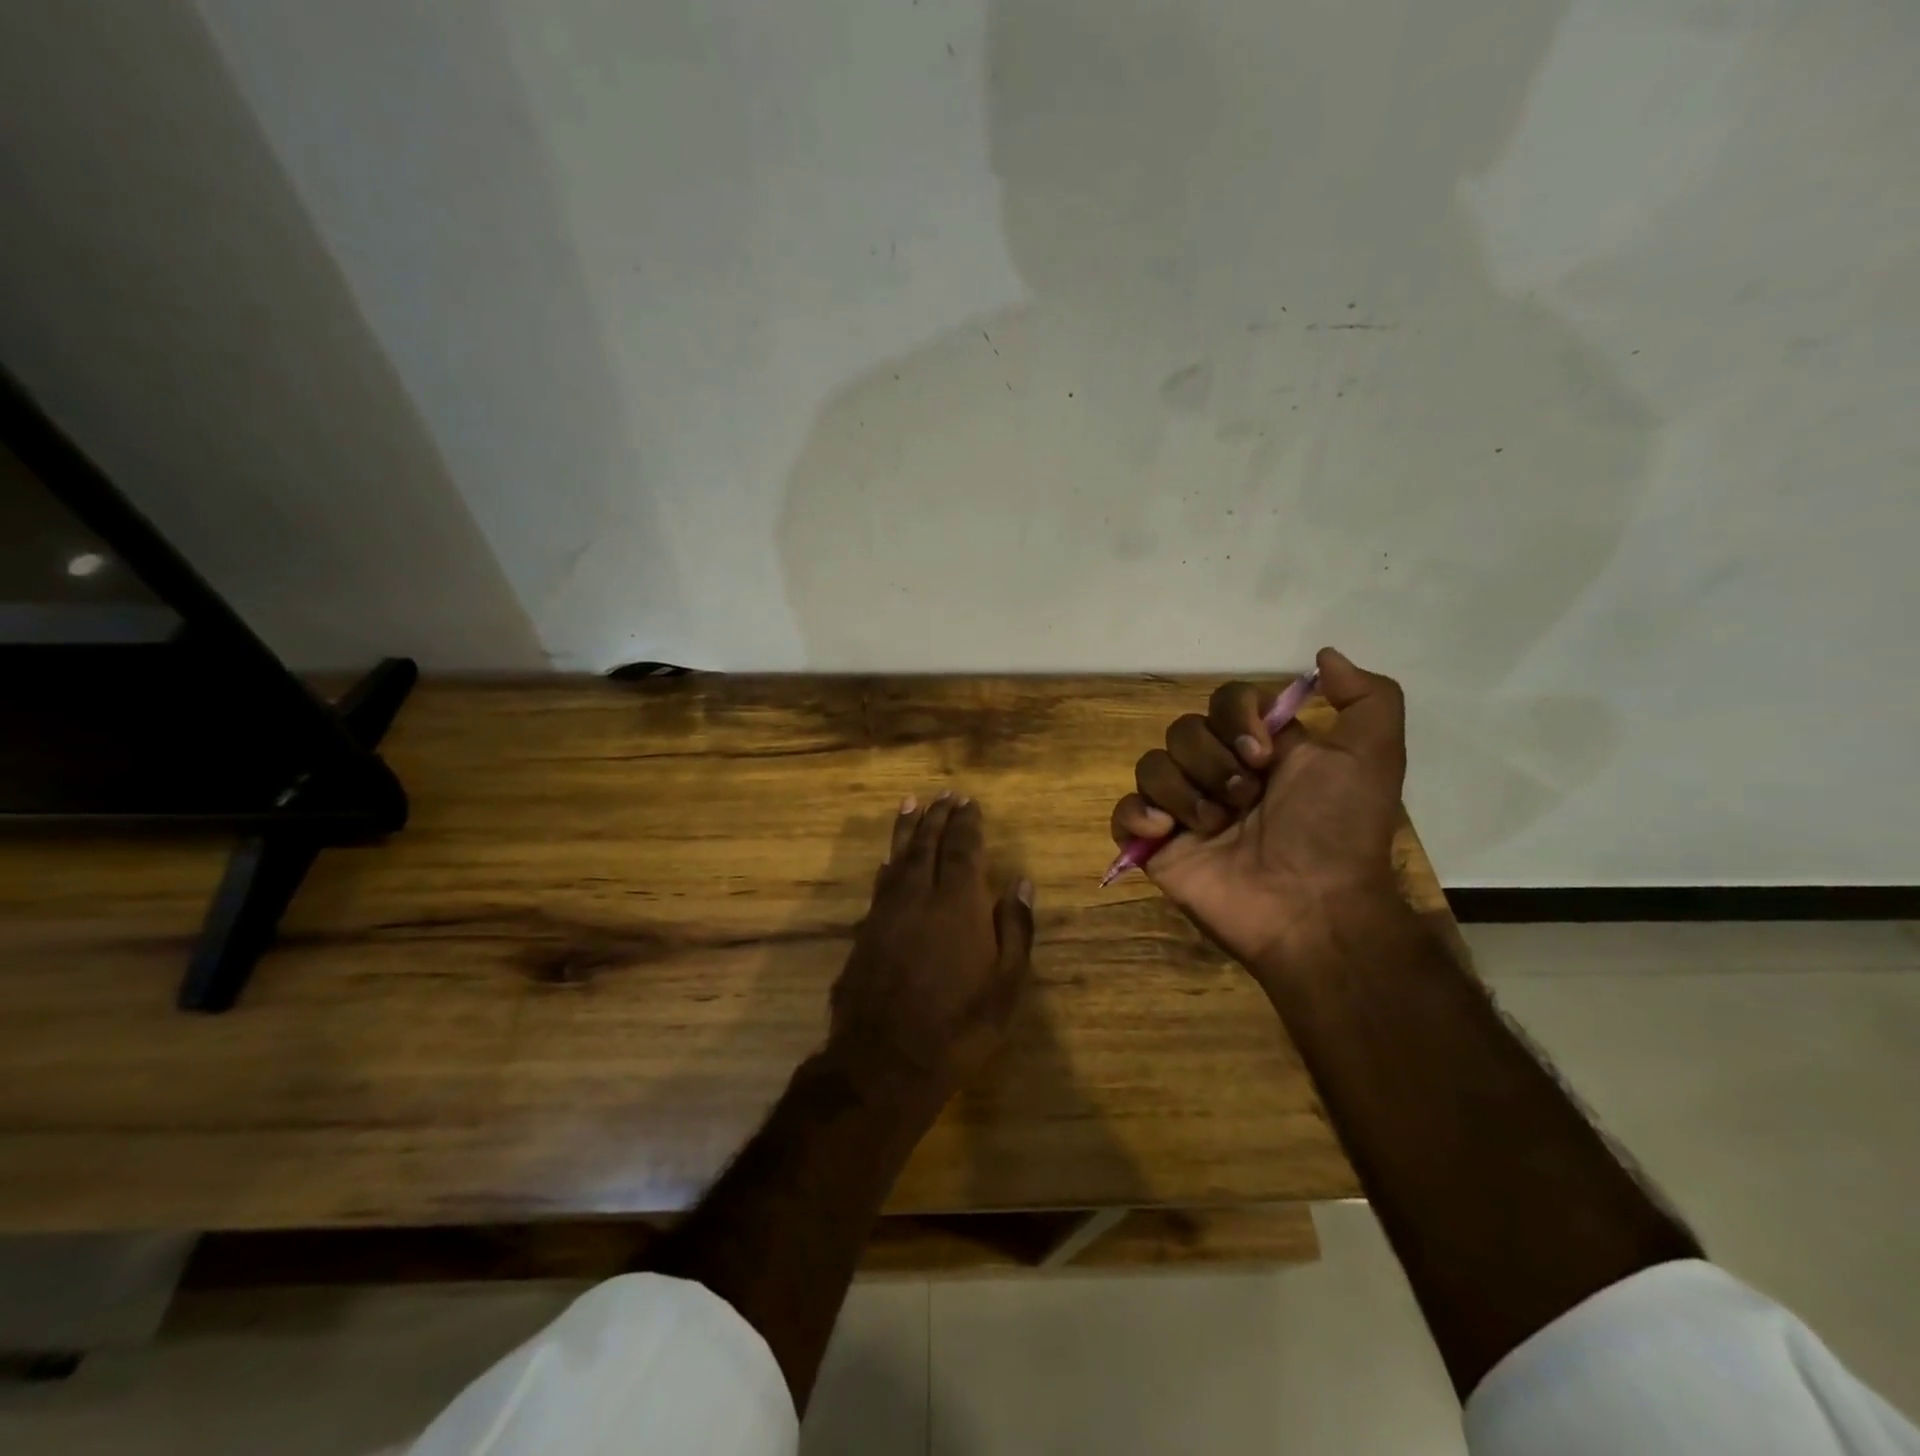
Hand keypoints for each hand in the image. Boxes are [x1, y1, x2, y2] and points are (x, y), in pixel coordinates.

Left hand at [827, 793, 1035, 1104]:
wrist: (885, 1061)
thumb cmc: (958, 1026)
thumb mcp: (1005, 984)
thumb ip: (1015, 928)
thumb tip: (1022, 882)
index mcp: (957, 903)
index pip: (963, 849)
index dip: (967, 823)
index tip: (970, 802)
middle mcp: (918, 896)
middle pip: (927, 844)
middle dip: (937, 816)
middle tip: (944, 794)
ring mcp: (886, 912)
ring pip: (898, 857)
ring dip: (907, 829)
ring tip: (912, 804)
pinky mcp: (865, 932)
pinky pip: (879, 883)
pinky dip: (888, 863)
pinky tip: (888, 859)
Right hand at [1109, 647, 1407, 975]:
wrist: (1311, 909)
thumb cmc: (1336, 831)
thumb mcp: (1374, 757)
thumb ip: (1367, 697)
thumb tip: (1324, 656)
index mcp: (1259, 749)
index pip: (1224, 699)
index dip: (1235, 717)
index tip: (1262, 754)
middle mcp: (1218, 772)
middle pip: (1182, 730)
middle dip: (1212, 763)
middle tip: (1244, 800)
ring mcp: (1184, 809)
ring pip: (1151, 765)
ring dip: (1184, 793)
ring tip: (1215, 828)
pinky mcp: (1157, 845)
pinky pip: (1124, 811)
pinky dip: (1138, 817)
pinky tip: (1167, 834)